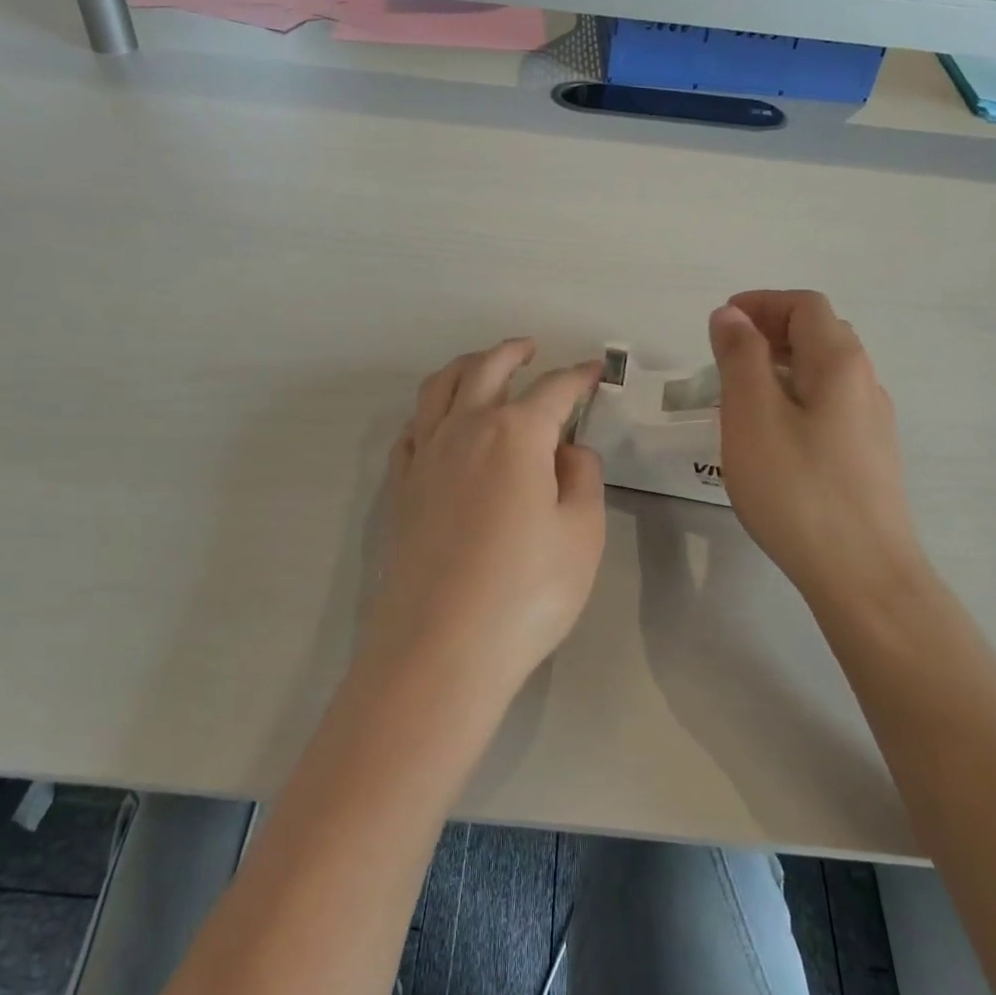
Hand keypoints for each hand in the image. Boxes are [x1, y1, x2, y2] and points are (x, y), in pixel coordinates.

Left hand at [372, 339, 605, 696]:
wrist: (441, 647)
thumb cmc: (526, 591)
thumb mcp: (582, 533)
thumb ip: (582, 478)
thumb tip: (567, 450)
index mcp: (516, 434)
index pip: (555, 390)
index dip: (578, 377)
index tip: (595, 372)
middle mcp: (465, 429)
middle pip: (488, 370)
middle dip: (513, 353)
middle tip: (532, 347)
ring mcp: (426, 456)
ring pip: (441, 388)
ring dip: (466, 367)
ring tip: (483, 365)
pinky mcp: (401, 487)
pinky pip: (413, 428)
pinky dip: (431, 409)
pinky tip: (439, 421)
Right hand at [708, 291, 929, 619]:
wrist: (862, 574)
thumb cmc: (797, 488)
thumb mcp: (752, 416)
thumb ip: (740, 357)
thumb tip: (731, 315)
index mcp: (840, 363)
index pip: (805, 306)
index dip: (761, 303)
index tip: (720, 322)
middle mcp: (866, 383)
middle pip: (821, 334)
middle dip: (771, 331)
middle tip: (726, 356)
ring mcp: (872, 423)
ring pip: (826, 374)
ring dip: (782, 367)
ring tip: (741, 395)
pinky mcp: (869, 458)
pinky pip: (829, 406)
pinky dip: (796, 398)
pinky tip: (773, 436)